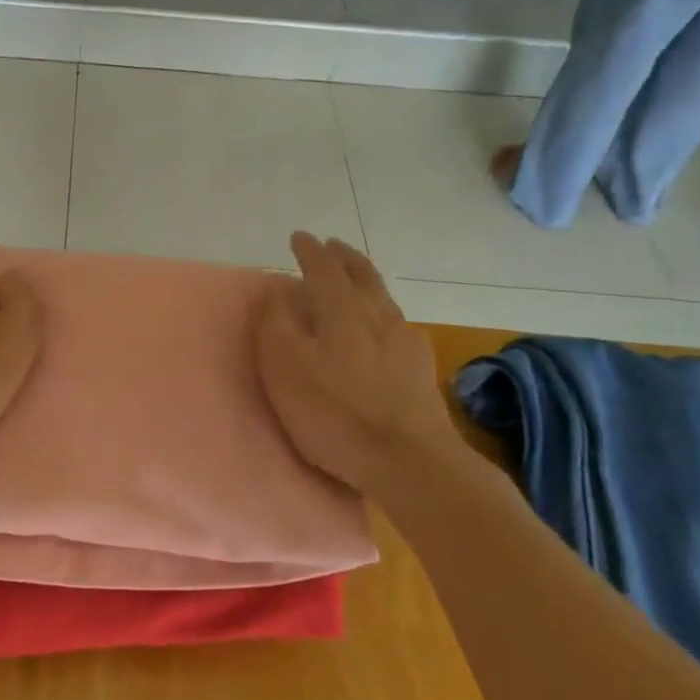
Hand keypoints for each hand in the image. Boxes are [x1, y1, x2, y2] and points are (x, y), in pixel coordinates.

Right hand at [256, 233, 459, 491]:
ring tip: (354, 278)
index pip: (323, 268)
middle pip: (362, 275)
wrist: (411, 462)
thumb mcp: (286, 368)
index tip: (299, 237)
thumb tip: (279, 289)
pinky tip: (384, 325)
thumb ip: (278, 323)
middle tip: (332, 246)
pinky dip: (383, 311)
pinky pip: (398, 324)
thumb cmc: (335, 413)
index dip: (309, 251)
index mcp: (341, 310)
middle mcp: (378, 315)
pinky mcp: (421, 369)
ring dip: (365, 280)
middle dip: (344, 257)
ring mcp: (405, 341)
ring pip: (383, 297)